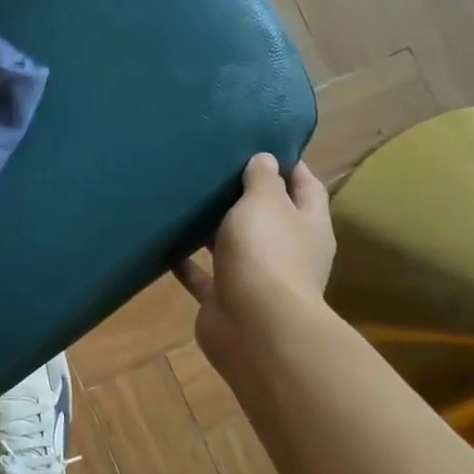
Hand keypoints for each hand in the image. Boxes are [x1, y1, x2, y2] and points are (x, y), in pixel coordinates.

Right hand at [173, 156, 335, 378]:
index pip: (305, 186)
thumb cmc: (267, 254)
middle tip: (215, 167)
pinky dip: (187, 262)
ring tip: (187, 200)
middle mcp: (287, 251)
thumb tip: (266, 159)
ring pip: (234, 245)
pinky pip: (204, 275)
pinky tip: (165, 242)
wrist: (256, 329)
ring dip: (214, 228)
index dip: (288, 164)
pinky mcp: (226, 299)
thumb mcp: (265, 203)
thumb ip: (263, 179)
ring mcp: (257, 278)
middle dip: (245, 195)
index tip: (262, 143)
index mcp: (308, 225)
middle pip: (269, 217)